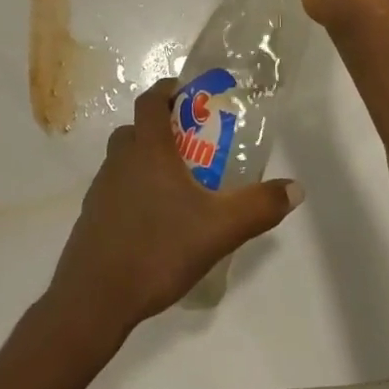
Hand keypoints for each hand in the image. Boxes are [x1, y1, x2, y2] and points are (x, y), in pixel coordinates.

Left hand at [47, 80, 302, 338]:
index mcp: (147, 150)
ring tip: (178, 186)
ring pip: (124, 159)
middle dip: (162, 128)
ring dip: (146, 161)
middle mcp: (120, 160)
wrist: (94, 298)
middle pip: (136, 129)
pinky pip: (116, 188)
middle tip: (192, 145)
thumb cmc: (158, 250)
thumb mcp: (219, 230)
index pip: (151, 101)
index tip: (188, 93)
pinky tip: (155, 221)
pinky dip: (133, 191)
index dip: (167, 90)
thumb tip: (296, 188)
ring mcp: (101, 188)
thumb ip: (259, 207)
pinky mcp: (92, 216)